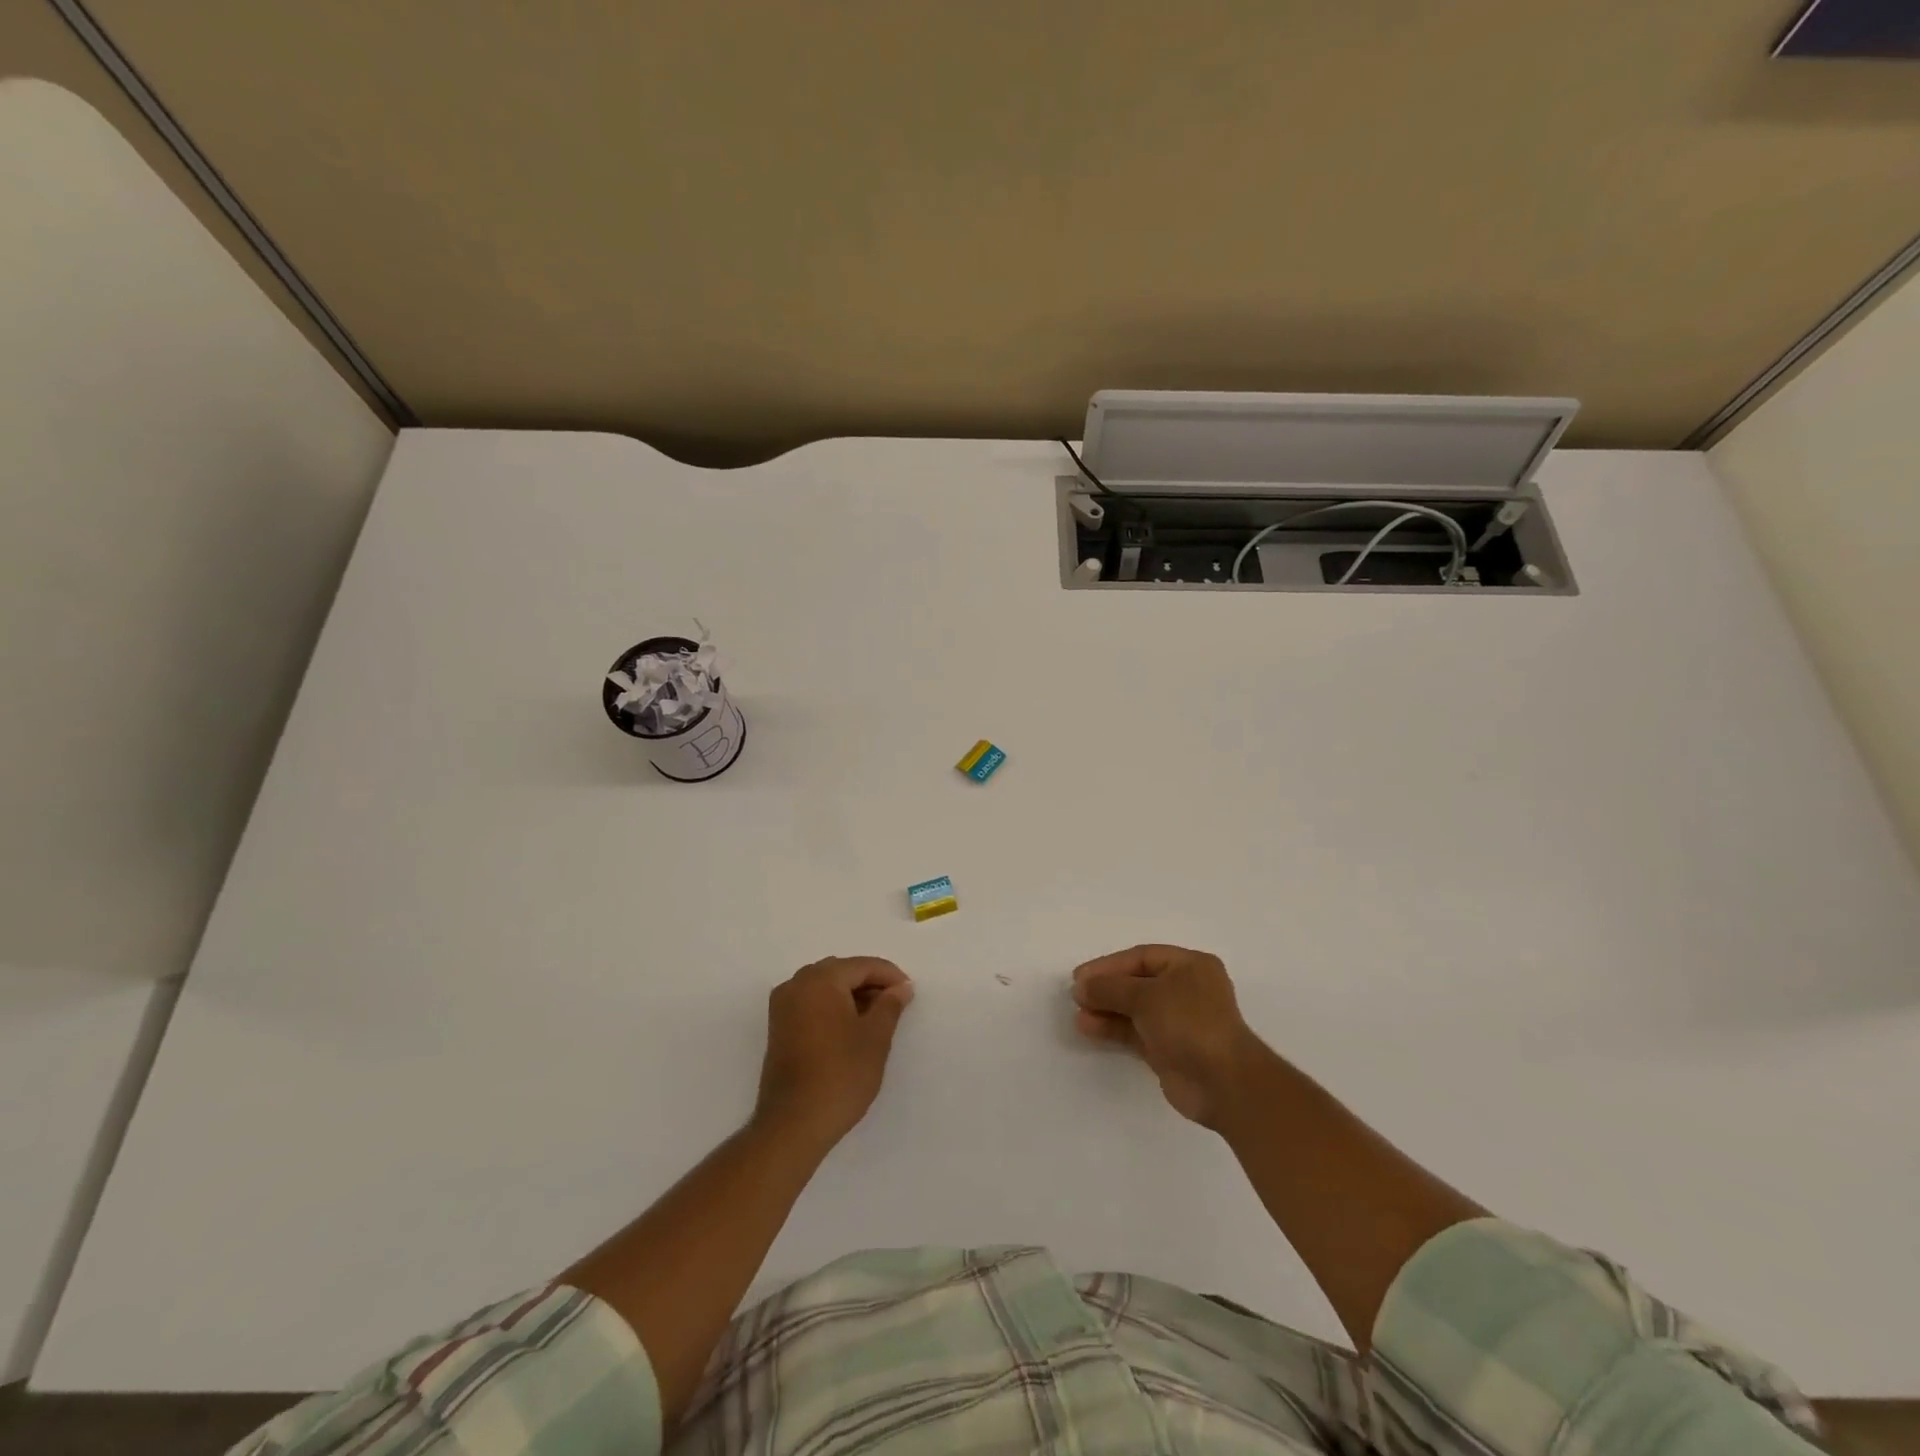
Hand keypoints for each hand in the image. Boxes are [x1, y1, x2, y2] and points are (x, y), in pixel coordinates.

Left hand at [756, 956, 912, 1148]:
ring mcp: (782, 1006)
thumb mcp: (875, 1038)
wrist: (793, 1124)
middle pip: (841, 972)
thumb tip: (900, 988)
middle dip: (869, 983)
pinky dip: (832, 1007)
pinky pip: (810, 1003)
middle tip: (895, 1004)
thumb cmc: (840, 1075)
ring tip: (876, 1017)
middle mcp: (796, 984)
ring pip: (824, 987)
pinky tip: (850, 1028)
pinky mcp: (778, 1028)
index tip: (909, 993)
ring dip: (851, 995)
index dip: (889, 976)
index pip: (861, 966)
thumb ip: (890, 1005)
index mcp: (820, 980)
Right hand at [1072, 944, 1263, 1127]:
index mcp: (1190, 966)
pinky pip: (1136, 1033)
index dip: (1109, 965)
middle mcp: (1187, 990)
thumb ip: (1110, 988)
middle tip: (1076, 996)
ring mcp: (1179, 1021)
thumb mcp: (1146, 996)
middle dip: (1106, 989)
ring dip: (1106, 1010)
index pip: (1142, 957)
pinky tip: (1090, 1029)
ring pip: (1135, 1009)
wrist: (1223, 1083)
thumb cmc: (1189, 1023)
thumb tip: (1081, 986)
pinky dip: (1114, 1030)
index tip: (1080, 977)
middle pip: (1137, 983)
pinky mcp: (1170, 1050)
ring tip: (1078, 1016)